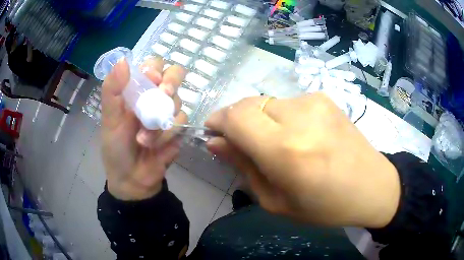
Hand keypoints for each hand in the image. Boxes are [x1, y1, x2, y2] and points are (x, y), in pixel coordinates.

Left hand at [101, 57, 186, 200]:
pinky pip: (182, 121)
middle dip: (171, 82)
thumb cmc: (116, 148)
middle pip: (174, 75)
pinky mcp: (178, 129)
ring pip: (178, 100)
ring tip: (145, 138)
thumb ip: (112, 90)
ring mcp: (167, 113)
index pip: (152, 66)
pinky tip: (155, 146)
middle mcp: (154, 97)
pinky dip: (167, 134)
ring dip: (161, 118)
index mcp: (136, 91)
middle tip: (164, 93)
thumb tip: (122, 60)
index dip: (155, 68)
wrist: (132, 179)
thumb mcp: (110, 119)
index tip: (151, 79)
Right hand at [206, 93, 399, 227]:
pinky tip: (297, 135)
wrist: (372, 186)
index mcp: (287, 152)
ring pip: (266, 102)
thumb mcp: (276, 201)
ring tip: (275, 143)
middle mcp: (301, 118)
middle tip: (241, 144)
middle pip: (248, 104)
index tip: (212, 132)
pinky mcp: (324, 97)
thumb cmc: (325, 206)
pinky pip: (286, 102)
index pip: (236, 118)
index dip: (218, 120)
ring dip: (259, 120)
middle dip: (235, 121)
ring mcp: (315, 102)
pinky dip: (279, 116)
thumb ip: (243, 167)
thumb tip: (215, 142)